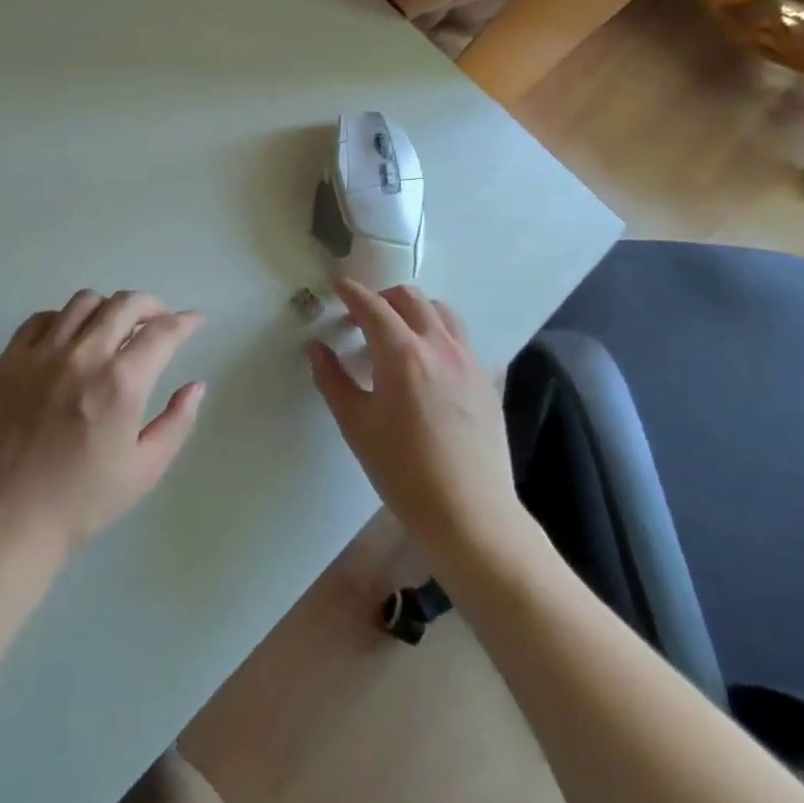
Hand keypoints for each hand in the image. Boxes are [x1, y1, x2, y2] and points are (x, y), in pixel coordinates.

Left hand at [0, 290, 205, 564]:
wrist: (8, 518)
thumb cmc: (82, 501)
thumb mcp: (144, 470)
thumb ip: (177, 422)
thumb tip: (196, 385)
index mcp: (121, 383)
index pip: (162, 332)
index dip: (185, 321)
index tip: (194, 321)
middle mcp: (84, 356)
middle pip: (125, 304)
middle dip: (152, 305)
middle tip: (159, 320)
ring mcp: (43, 353)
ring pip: (84, 301)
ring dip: (109, 308)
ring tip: (114, 327)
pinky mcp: (11, 358)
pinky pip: (43, 318)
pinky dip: (64, 319)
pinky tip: (71, 339)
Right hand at [309, 280, 529, 565]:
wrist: (470, 515)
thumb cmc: (403, 471)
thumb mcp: (356, 425)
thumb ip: (332, 379)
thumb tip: (317, 347)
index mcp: (402, 354)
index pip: (373, 306)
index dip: (352, 293)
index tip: (338, 288)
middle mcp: (438, 346)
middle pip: (410, 298)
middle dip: (382, 297)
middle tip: (362, 317)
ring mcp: (468, 361)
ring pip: (442, 312)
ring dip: (415, 310)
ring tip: (398, 332)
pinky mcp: (486, 380)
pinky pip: (460, 338)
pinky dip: (438, 333)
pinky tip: (428, 362)